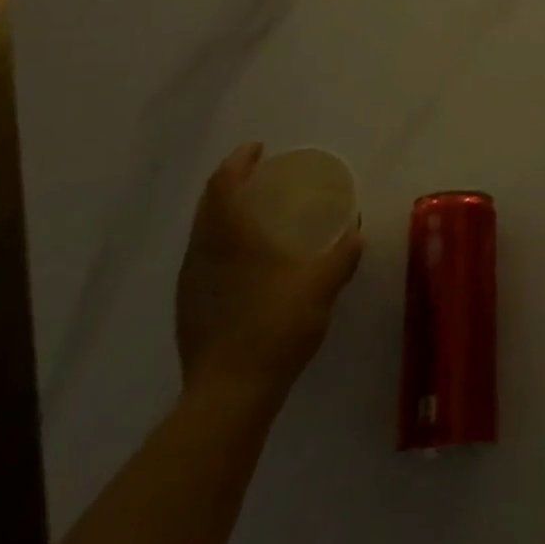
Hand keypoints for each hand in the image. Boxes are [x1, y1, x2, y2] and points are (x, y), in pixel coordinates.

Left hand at [175, 143, 361, 414]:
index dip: (239, 160)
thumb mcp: (321, 285)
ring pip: (202, 233)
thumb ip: (342, 255)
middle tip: (258, 175)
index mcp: (230, 236)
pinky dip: (220, 244)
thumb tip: (357, 232)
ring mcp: (189, 282)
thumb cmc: (275, 325)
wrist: (228, 394)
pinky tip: (243, 262)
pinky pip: (202, 259)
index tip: (258, 149)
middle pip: (208, 204)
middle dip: (231, 182)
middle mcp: (202, 252)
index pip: (224, 183)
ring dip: (223, 214)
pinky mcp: (187, 309)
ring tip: (253, 215)